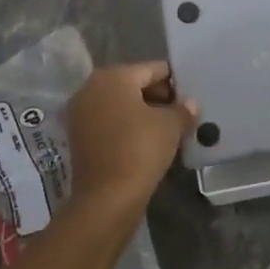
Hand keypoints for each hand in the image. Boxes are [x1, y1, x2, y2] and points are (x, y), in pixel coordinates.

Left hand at [64, 62, 197, 215]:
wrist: (107, 198)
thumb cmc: (140, 150)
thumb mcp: (170, 126)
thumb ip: (182, 110)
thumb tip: (190, 104)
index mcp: (113, 77)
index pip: (152, 70)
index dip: (175, 81)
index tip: (191, 94)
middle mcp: (91, 88)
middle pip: (133, 84)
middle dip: (158, 96)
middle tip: (182, 112)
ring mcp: (81, 113)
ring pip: (120, 104)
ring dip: (143, 112)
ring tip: (168, 127)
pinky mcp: (78, 136)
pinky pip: (109, 122)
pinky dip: (127, 126)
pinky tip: (147, 140)